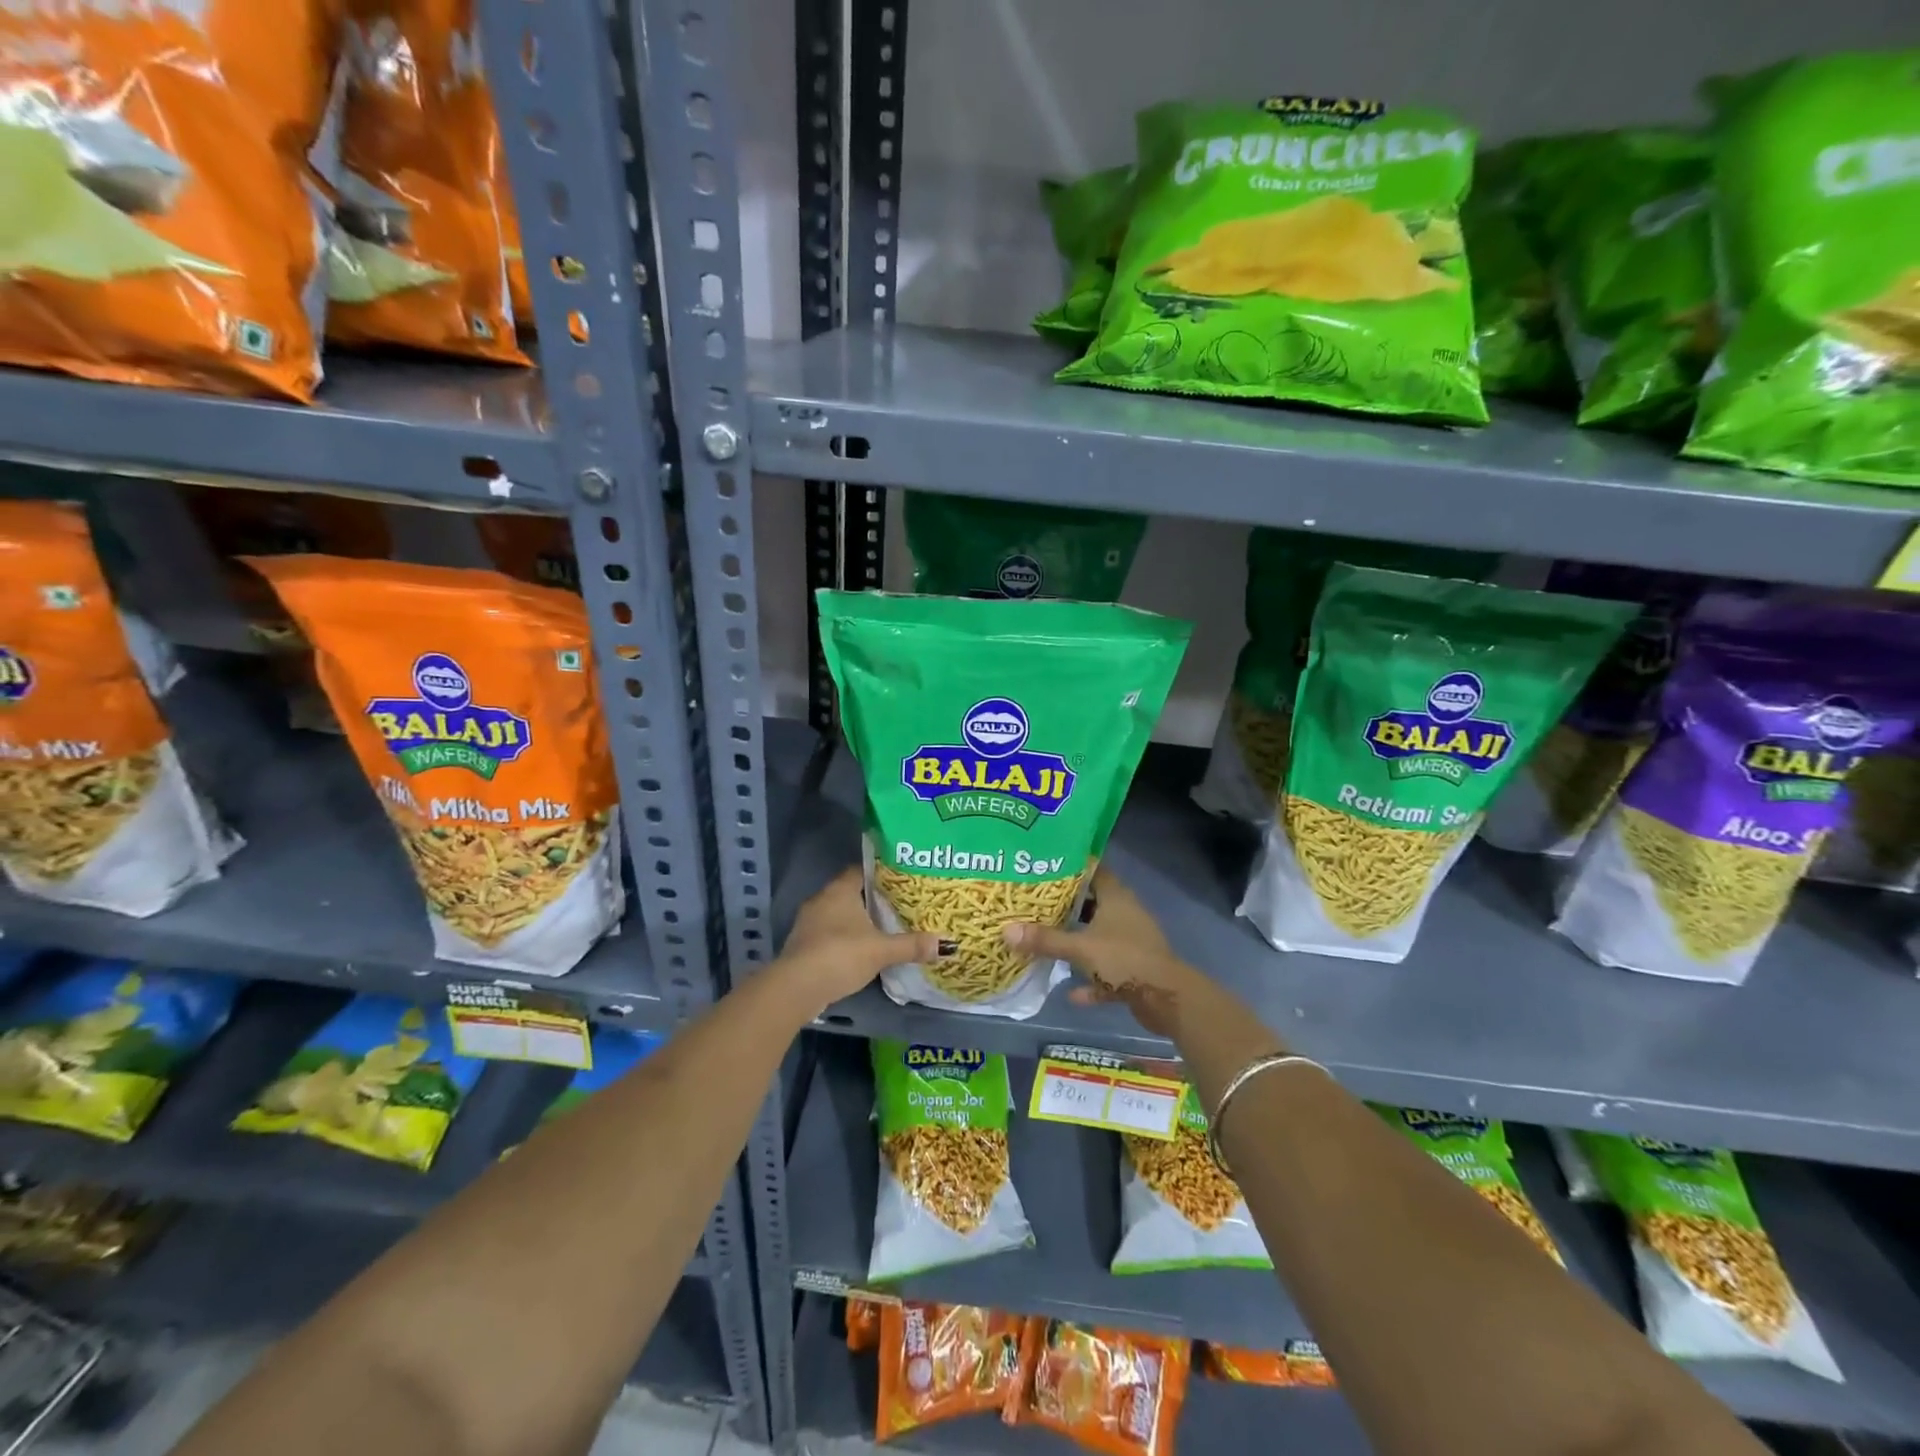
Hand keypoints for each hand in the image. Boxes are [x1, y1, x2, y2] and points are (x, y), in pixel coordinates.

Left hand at [777, 868, 943, 1014]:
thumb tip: (945, 944)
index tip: (900, 880)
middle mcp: (821, 900)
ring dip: (855, 921)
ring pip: (837, 914)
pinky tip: (859, 950)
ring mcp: (807, 922)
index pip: (860, 870)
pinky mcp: (801, 945)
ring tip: (881, 928)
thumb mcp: (881, 950)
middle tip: (897, 905)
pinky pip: (827, 933)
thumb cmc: (840, 955)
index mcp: (839, 890)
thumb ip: (911, 945)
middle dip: (871, 899)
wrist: (796, 987)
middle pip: (849, 892)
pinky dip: (843, 938)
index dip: (880, 873)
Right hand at [1002, 869, 1203, 1037]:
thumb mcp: (1080, 948)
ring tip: (1047, 942)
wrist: (1167, 999)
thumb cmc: (1124, 960)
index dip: (1071, 866)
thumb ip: (1044, 940)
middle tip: (1035, 904)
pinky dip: (1092, 981)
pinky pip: (1107, 971)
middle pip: (1093, 903)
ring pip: (1099, 937)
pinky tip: (1071, 992)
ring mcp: (1132, 943)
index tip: (1044, 866)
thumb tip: (1005, 930)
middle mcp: (1125, 914)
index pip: (1094, 870)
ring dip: (1078, 942)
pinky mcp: (1135, 970)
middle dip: (1067, 906)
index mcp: (1116, 897)